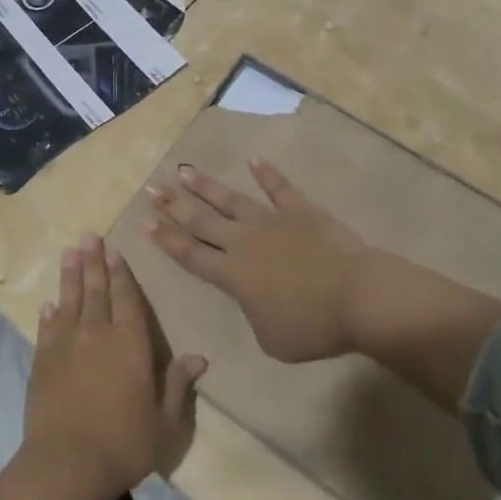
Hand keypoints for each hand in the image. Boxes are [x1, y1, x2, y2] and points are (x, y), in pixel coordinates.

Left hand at [22, 234, 205, 499]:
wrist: (67, 464)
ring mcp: (66, 345)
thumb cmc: (124, 444)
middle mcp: (98, 333)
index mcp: (130, 342)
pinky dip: (49, 313)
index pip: (127, 298)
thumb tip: (200, 358)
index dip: (121, 273)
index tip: (114, 250)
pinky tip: (49, 304)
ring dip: (70, 275)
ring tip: (69, 252)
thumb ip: (177, 385)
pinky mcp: (42, 361)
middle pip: (96, 289)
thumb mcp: (165, 421)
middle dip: (93, 261)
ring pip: (69, 300)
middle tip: (88, 236)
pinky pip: (47, 328)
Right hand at [147, 160, 370, 362]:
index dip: (165, 238)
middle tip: (152, 188)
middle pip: (201, 221)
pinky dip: (266, 174)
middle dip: (174, 205)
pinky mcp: (300, 211)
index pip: (189, 254)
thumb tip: (254, 299)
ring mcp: (271, 222)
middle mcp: (243, 242)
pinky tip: (253, 160)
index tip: (143, 221)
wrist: (357, 296)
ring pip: (231, 200)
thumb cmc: (312, 326)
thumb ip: (252, 315)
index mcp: (232, 275)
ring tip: (184, 171)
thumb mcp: (270, 339)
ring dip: (206, 186)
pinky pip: (279, 188)